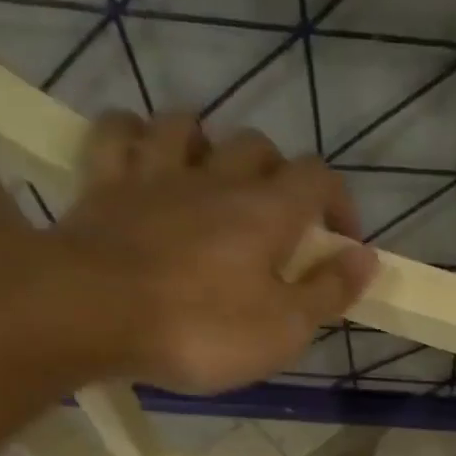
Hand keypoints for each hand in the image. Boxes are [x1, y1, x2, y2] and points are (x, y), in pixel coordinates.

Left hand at [49, 111, 377, 393]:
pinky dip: (136, 135)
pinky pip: (119, 132)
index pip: (319, 178)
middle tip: (278, 220)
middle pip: (259, 146)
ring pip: (189, 126)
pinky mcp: (103, 183)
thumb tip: (366, 257)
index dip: (339, 202)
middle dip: (279, 175)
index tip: (341, 241)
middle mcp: (216, 178)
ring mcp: (155, 174)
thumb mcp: (284, 328)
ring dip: (209, 145)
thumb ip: (329, 291)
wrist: (89, 312)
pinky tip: (144, 155)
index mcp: (267, 212)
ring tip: (214, 180)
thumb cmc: (201, 328)